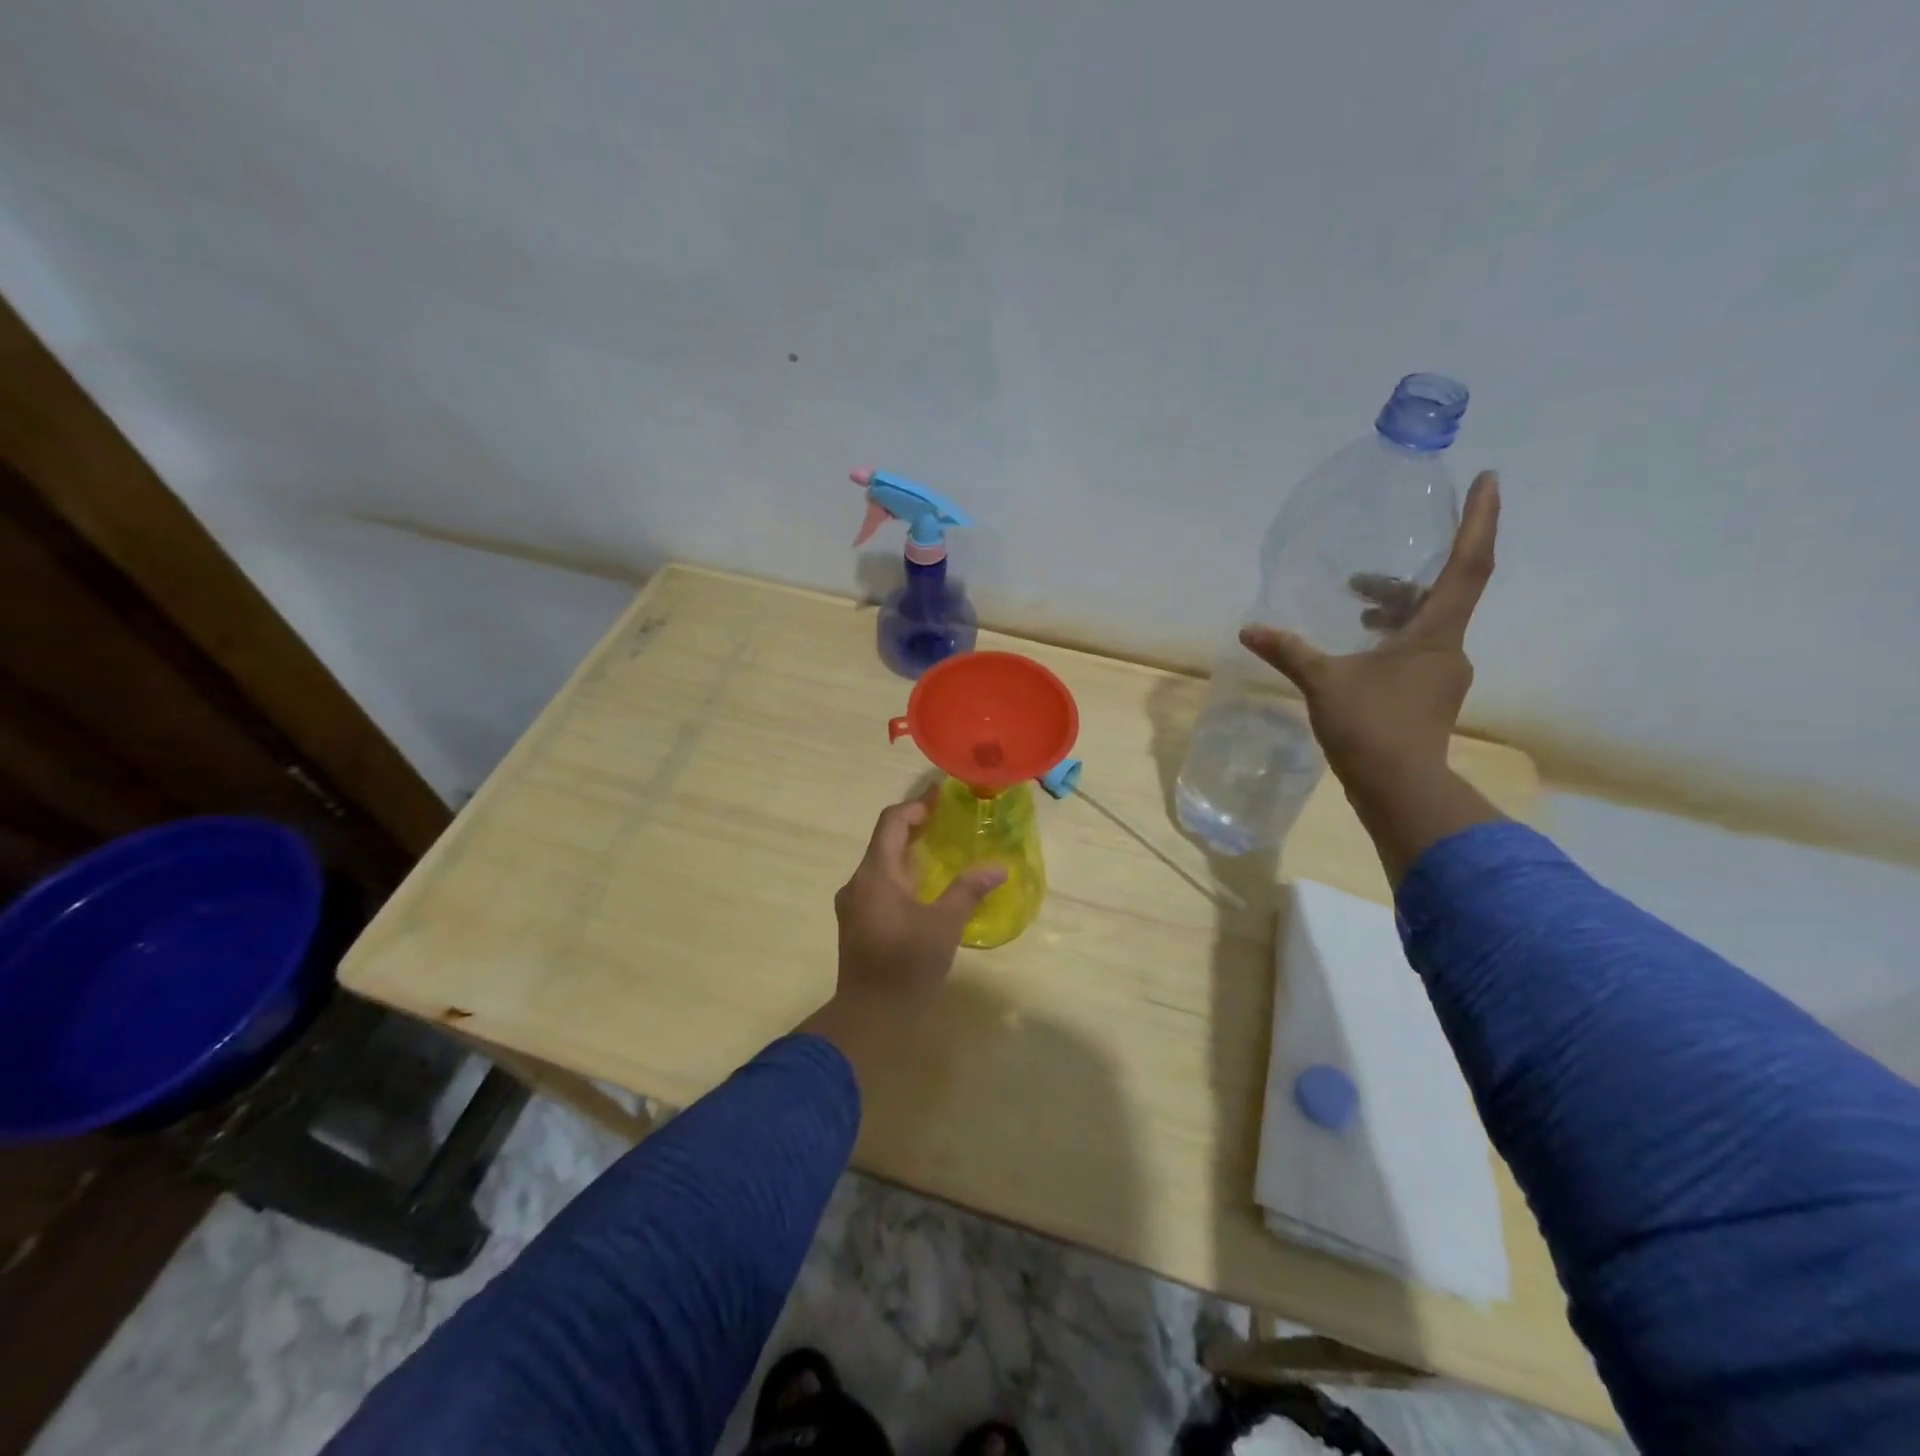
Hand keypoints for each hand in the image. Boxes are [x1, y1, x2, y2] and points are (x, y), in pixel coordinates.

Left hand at [799, 796, 1005, 1082]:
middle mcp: (858, 883)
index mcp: (875, 874)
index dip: (915, 806)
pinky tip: (925, 889)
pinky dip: (902, 876)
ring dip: (908, 853)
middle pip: (885, 841)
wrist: (869, 1018)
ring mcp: (854, 905)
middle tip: (947, 821)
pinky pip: (879, 886)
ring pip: (881, 866)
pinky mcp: (857, 924)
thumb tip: (998, 866)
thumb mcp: (944, 926)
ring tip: (941, 851)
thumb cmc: (906, 965)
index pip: (891, 823)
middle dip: (915, 827)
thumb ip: (968, 890)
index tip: (941, 798)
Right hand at [1240, 471, 1504, 880]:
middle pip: (1440, 596)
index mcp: (1435, 634)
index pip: (1468, 565)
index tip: (1490, 479)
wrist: (1400, 790)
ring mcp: (1442, 678)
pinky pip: (1416, 655)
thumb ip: (1288, 652)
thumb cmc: (1371, 726)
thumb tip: (1249, 629)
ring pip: (1425, 629)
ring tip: (1354, 612)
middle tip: (1360, 577)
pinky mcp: (1429, 700)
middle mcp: (1449, 650)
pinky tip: (1357, 656)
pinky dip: (1391, 642)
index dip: (1480, 521)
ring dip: (1394, 613)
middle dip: (1403, 580)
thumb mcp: (1323, 682)